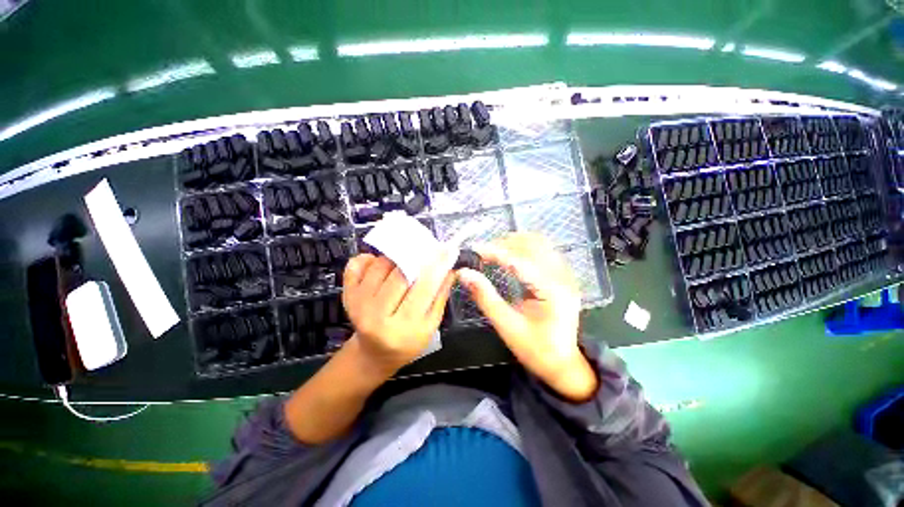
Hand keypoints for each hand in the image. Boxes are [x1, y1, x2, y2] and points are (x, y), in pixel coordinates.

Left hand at [342, 251, 455, 373]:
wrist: (375, 353)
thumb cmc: (408, 341)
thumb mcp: (430, 325)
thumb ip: (440, 297)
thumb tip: (450, 270)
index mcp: (402, 327)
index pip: (424, 289)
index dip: (437, 267)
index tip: (447, 250)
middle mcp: (376, 315)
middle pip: (400, 274)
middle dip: (416, 258)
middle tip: (427, 251)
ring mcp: (358, 304)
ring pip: (381, 265)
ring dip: (397, 257)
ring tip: (406, 261)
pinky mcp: (347, 295)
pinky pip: (356, 266)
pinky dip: (369, 258)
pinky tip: (380, 261)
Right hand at [457, 233, 597, 400]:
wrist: (563, 365)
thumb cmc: (536, 350)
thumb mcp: (507, 326)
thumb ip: (485, 297)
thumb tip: (464, 273)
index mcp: (552, 291)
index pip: (520, 260)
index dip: (494, 252)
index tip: (474, 250)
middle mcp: (563, 277)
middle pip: (533, 244)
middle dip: (505, 243)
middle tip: (483, 252)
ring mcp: (566, 275)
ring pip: (540, 244)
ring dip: (515, 243)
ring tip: (494, 253)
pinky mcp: (563, 277)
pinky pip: (543, 252)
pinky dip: (524, 249)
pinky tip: (510, 258)